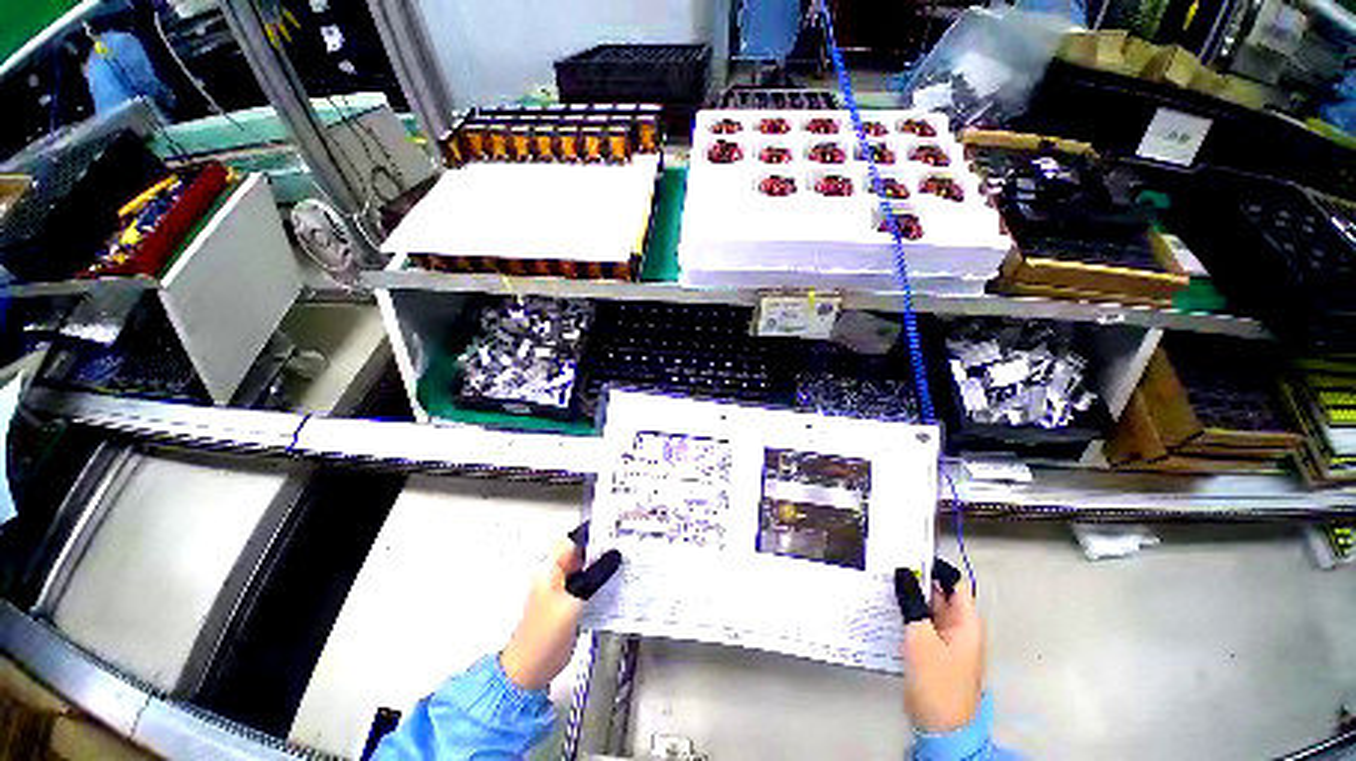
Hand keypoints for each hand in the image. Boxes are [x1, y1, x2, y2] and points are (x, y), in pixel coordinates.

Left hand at [500, 523, 621, 690]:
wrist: (529, 671)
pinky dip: (604, 580)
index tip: (618, 525)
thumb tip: (616, 553)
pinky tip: (622, 580)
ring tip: (631, 555)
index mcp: (552, 567)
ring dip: (606, 562)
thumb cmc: (545, 634)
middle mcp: (558, 573)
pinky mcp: (573, 603)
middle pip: (583, 551)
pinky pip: (591, 584)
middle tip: (630, 540)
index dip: (594, 530)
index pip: (574, 539)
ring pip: (589, 567)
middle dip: (604, 545)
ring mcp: (566, 589)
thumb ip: (594, 577)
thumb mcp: (572, 603)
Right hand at [895, 559, 983, 733]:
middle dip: (915, 580)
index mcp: (965, 622)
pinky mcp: (931, 651)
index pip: (954, 583)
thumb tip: (902, 572)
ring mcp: (944, 641)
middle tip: (886, 565)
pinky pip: (919, 624)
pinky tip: (884, 608)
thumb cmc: (937, 680)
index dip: (935, 567)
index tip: (907, 554)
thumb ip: (911, 603)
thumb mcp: (921, 638)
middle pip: (938, 594)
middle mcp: (958, 628)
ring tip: (880, 581)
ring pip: (926, 609)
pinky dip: (904, 614)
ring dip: (907, 597)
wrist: (940, 727)